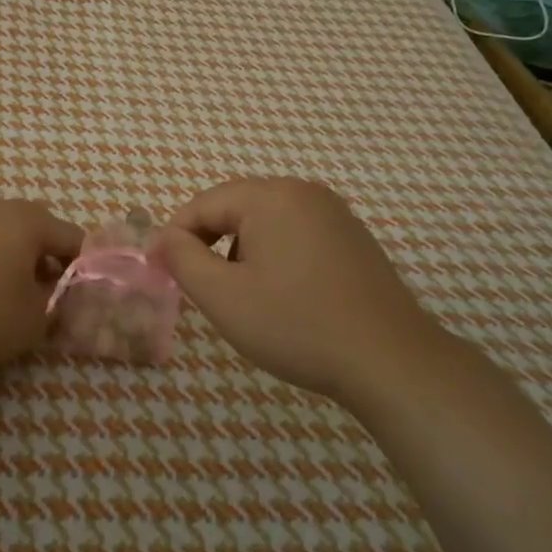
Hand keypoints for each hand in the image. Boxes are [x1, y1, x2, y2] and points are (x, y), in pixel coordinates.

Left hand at [0, 200, 84, 380]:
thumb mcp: (39, 316)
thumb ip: (60, 297)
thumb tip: (64, 289)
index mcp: (27, 219)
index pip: (72, 237)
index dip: (83, 266)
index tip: (82, 294)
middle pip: (39, 228)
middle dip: (51, 258)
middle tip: (52, 293)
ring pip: (8, 233)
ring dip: (21, 257)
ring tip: (20, 294)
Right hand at [152, 178, 444, 401]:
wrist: (389, 359)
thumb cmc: (295, 324)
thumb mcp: (222, 295)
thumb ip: (181, 258)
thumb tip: (162, 237)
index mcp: (270, 196)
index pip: (203, 204)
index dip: (175, 237)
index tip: (163, 273)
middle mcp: (303, 192)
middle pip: (235, 208)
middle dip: (210, 244)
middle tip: (202, 288)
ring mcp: (334, 213)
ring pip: (265, 222)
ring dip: (242, 251)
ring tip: (244, 297)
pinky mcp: (354, 238)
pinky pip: (296, 234)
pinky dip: (275, 257)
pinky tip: (283, 296)